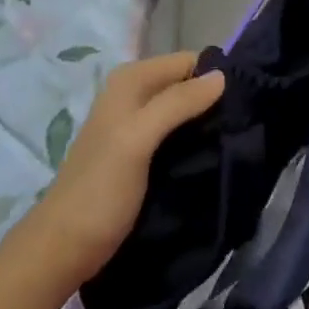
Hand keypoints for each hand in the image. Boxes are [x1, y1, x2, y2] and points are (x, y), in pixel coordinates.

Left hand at [32, 51, 224, 283]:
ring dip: (205, 123)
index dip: (214, 78)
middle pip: (185, 84)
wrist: (64, 247)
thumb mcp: (139, 139)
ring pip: (183, 109)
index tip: (244, 104)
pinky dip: (193, 139)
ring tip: (233, 142)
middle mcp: (132, 93)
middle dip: (212, 101)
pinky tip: (210, 155)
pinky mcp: (140, 152)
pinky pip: (176, 132)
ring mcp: (135, 123)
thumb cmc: (101, 189)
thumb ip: (177, 103)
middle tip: (242, 126)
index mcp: (130, 80)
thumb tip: (222, 75)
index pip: (187, 61)